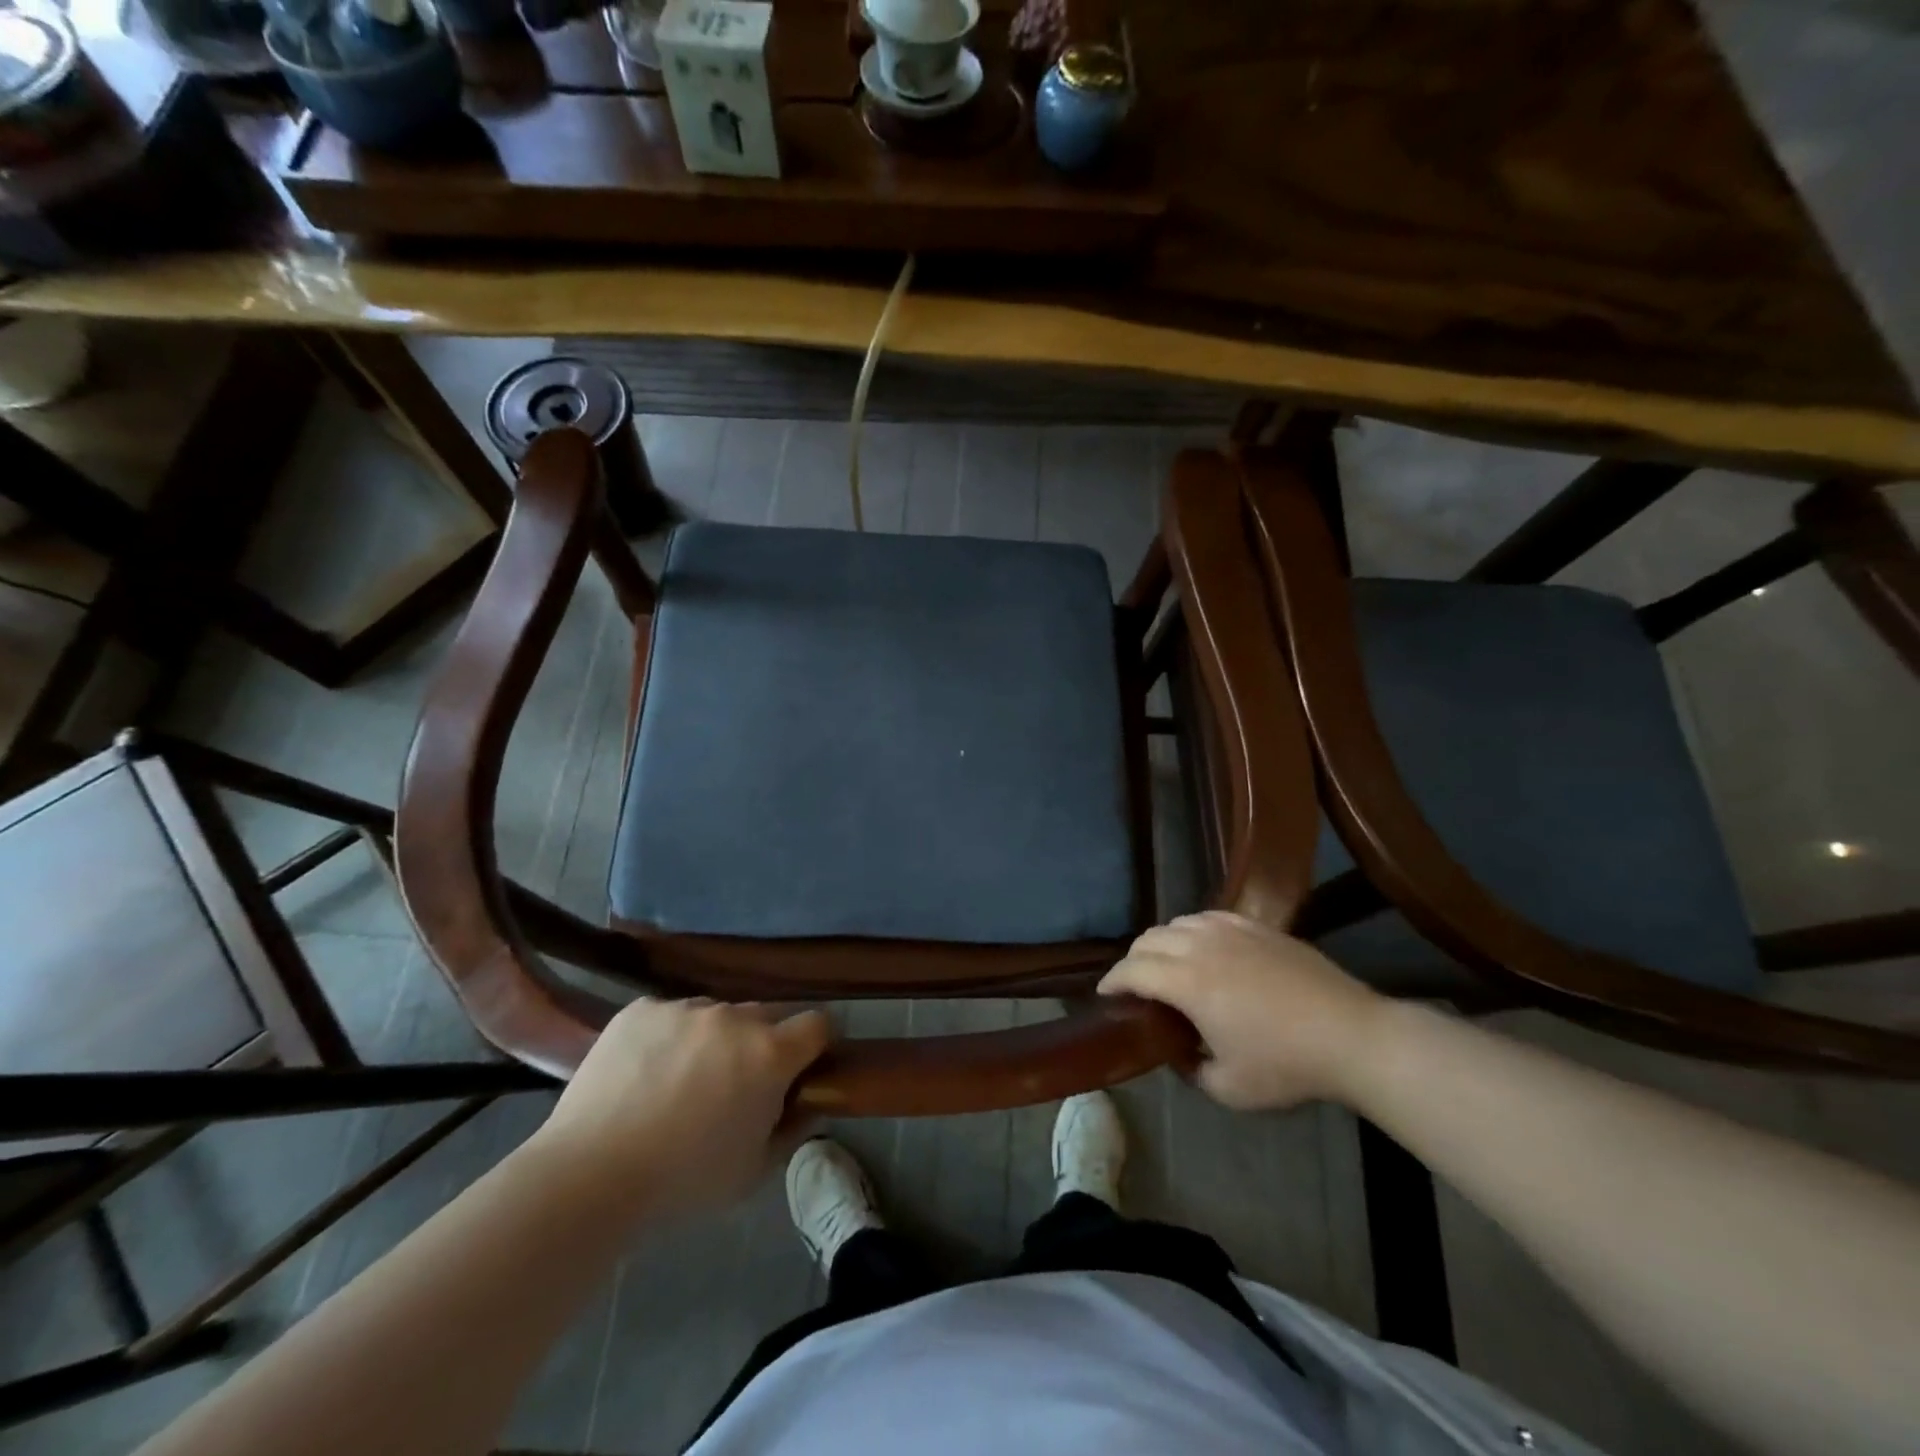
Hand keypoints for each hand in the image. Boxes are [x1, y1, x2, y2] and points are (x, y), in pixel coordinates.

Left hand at [531, 998, 830, 1220]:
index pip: (818, 1023)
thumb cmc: (683, 1182)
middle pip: (767, 1016)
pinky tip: (642, 1075)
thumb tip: (805, 1105)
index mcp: (769, 1053)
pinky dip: (667, 1038)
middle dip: (763, 1043)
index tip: (802, 1068)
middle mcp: (733, 1017)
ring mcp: (685, 1007)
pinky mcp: (641, 1009)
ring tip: (678, 1083)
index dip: (816, 1045)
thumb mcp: (753, 1172)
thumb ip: (791, 1130)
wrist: (588, 1176)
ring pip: (716, 1014)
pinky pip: (670, 1015)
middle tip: (736, 1085)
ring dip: (713, 1039)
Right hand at [1099, 911, 1385, 1109]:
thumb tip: (1178, 1052)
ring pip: (1177, 923)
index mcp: (1187, 982)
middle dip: (1132, 960)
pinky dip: (1192, 929)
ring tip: (1166, 965)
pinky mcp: (1256, 925)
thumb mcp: (1229, 1088)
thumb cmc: (1287, 1065)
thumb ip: (1190, 1069)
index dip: (1111, 981)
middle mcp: (1200, 946)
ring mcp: (1230, 930)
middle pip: (1148, 940)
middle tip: (1134, 985)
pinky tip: (1202, 946)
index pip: (1132, 970)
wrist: (1351, 1035)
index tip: (1105, 995)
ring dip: (1160, 943)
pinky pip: (1208, 916)